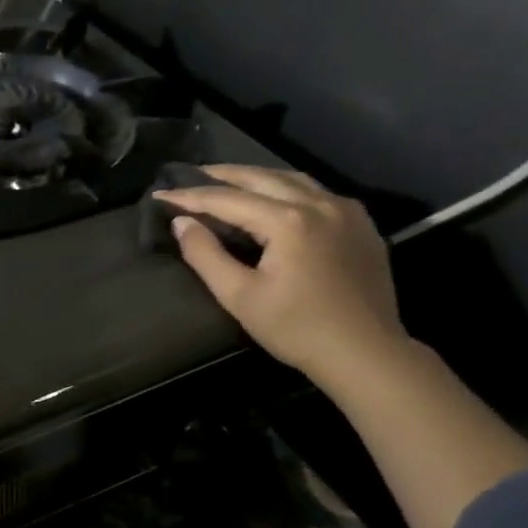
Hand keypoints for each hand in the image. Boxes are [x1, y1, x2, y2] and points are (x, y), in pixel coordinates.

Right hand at [155, 165, 406, 389]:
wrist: (365, 352)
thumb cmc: (296, 328)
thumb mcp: (240, 296)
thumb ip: (206, 255)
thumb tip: (181, 222)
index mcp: (288, 220)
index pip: (228, 199)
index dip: (191, 196)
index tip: (161, 194)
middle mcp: (319, 203)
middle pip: (261, 177)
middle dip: (223, 175)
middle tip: (191, 174)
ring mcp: (345, 210)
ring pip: (292, 179)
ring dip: (256, 176)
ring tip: (229, 180)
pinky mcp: (361, 224)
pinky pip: (317, 192)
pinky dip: (287, 187)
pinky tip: (276, 197)